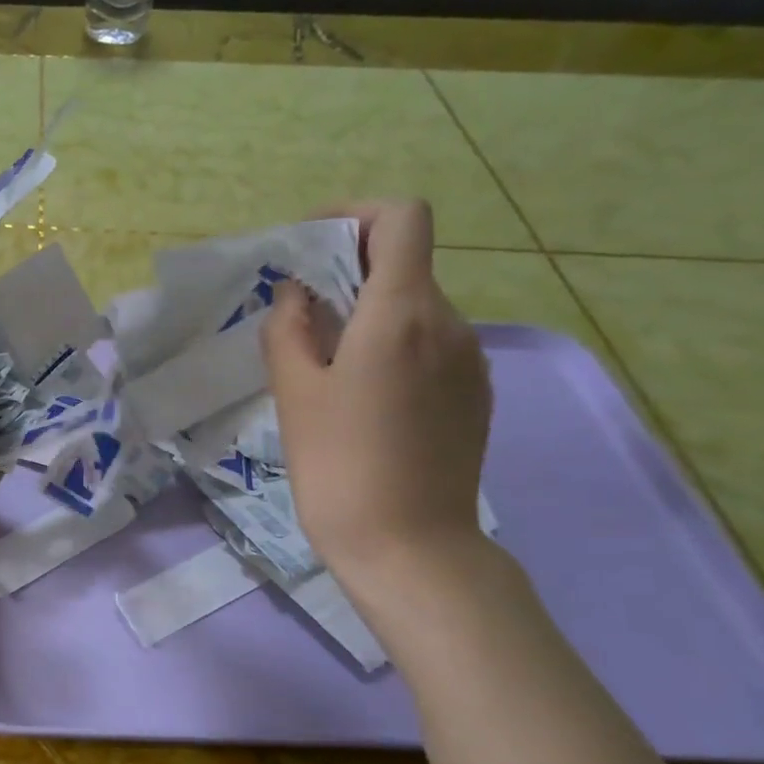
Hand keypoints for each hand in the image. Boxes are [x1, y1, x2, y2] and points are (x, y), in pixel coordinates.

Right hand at [262, 200, 492, 586]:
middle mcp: (451, 324)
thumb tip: (296, 294)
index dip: (355, 215)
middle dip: (349, 272)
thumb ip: (289, 330)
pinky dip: (392, 346)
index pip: (402, 219)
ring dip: (369, 314)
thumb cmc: (339, 467)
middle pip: (406, 264)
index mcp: (403, 315)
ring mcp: (470, 361)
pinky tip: (362, 398)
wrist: (410, 547)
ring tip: (323, 365)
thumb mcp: (295, 394)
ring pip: (416, 308)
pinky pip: (431, 346)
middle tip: (298, 316)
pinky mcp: (475, 395)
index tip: (311, 246)